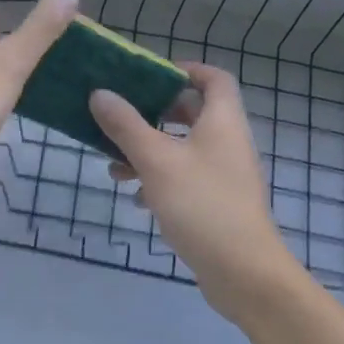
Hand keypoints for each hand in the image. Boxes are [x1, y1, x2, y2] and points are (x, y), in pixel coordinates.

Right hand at [89, 62, 305, 326]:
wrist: (244, 273)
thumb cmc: (202, 204)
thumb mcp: (156, 160)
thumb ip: (126, 125)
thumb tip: (100, 93)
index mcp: (222, 121)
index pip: (214, 78)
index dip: (185, 70)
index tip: (149, 75)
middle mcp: (227, 142)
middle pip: (191, 113)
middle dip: (153, 114)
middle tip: (121, 116)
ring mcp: (223, 175)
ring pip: (182, 149)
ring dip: (148, 151)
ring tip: (114, 166)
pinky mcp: (216, 204)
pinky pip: (184, 179)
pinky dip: (158, 181)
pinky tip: (135, 199)